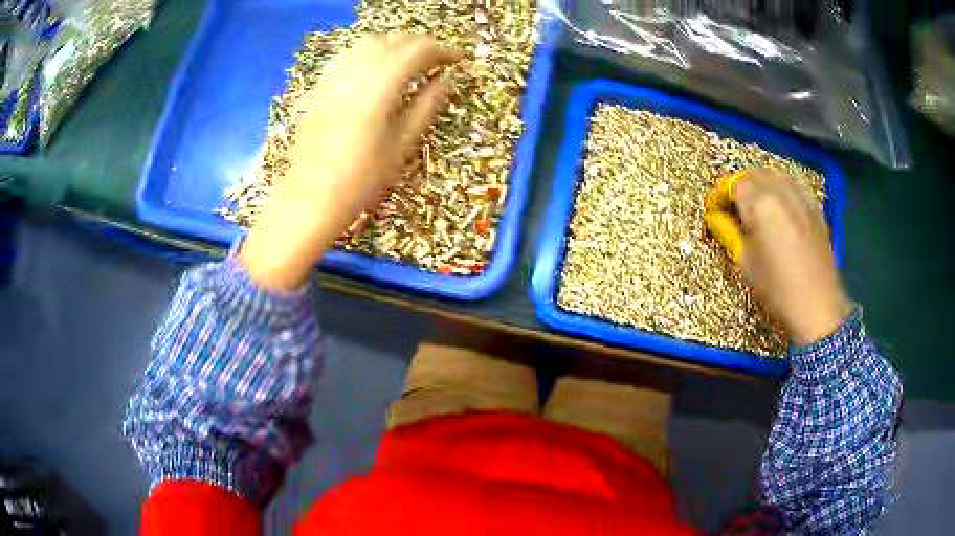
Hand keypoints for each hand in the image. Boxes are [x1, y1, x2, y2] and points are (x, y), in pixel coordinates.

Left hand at [240, 34, 461, 289]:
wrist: (309, 199)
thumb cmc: (361, 180)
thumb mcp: (401, 146)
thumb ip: (426, 107)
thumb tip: (446, 81)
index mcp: (380, 87)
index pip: (417, 51)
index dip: (442, 51)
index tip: (458, 60)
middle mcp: (355, 73)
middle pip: (393, 40)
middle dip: (420, 45)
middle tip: (437, 60)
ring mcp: (332, 78)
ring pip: (368, 43)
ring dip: (394, 45)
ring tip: (409, 62)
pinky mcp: (319, 88)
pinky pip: (347, 56)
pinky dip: (369, 54)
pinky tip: (375, 70)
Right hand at [705, 168, 851, 344]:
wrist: (817, 305)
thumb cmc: (777, 288)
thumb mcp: (745, 263)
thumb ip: (728, 232)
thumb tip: (715, 217)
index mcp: (760, 204)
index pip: (732, 185)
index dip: (719, 195)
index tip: (714, 210)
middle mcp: (780, 191)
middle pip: (753, 174)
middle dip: (739, 187)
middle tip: (732, 208)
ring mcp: (801, 196)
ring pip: (774, 174)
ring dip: (760, 184)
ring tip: (756, 205)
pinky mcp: (814, 206)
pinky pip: (793, 184)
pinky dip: (781, 188)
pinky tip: (780, 206)